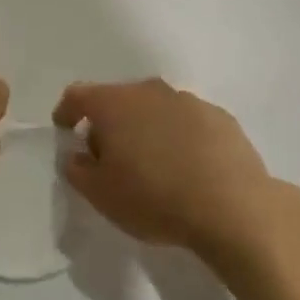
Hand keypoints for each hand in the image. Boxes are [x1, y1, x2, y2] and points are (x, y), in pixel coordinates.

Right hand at [53, 79, 299, 262]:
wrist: (233, 208)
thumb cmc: (154, 198)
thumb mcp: (99, 194)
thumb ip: (77, 169)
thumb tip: (78, 155)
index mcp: (114, 104)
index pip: (78, 95)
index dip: (66, 112)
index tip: (65, 130)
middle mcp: (150, 92)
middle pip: (117, 100)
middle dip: (108, 124)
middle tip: (109, 158)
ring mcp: (189, 101)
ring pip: (154, 109)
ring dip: (145, 129)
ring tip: (152, 165)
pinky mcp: (221, 118)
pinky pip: (186, 123)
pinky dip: (178, 137)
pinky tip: (186, 168)